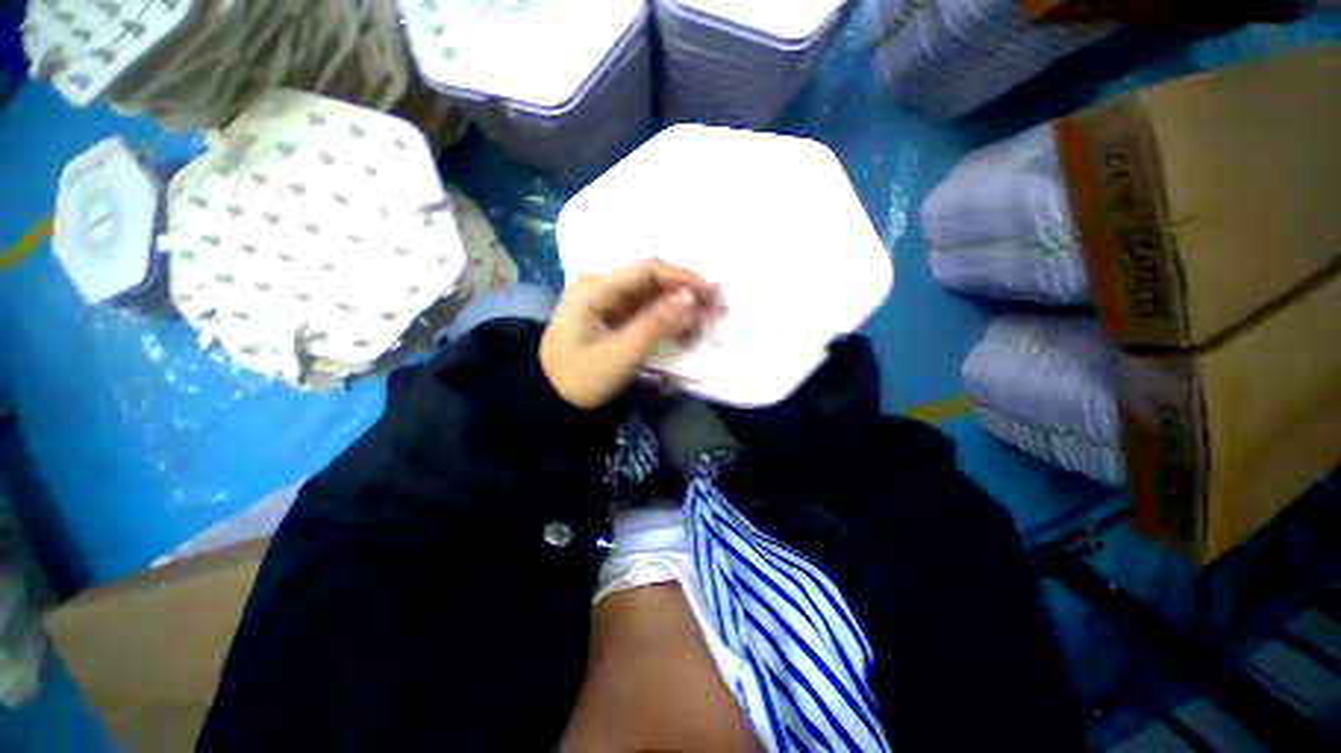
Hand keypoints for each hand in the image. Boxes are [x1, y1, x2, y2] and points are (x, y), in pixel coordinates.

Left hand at [541, 259, 718, 408]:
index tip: (712, 293)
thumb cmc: (580, 379)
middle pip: (650, 280)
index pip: (647, 271)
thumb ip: (655, 325)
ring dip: (677, 305)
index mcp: (595, 288)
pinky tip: (683, 327)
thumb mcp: (619, 355)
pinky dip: (665, 318)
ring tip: (704, 319)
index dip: (683, 278)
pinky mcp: (611, 316)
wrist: (552, 401)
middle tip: (713, 308)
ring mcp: (605, 301)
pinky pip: (644, 310)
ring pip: (650, 295)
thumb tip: (690, 297)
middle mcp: (600, 286)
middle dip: (684, 292)